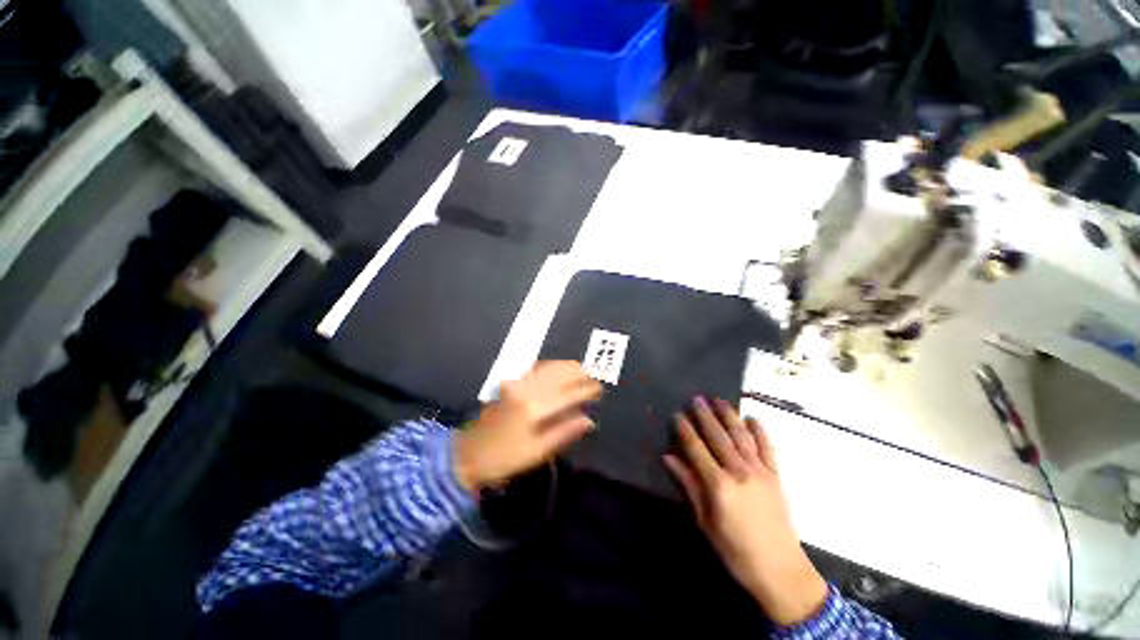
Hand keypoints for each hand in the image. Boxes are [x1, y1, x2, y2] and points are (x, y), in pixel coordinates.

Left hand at [453, 361, 601, 493]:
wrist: (468, 454)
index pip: (568, 394)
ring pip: (546, 368)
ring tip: (581, 368)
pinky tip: (557, 367)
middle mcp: (526, 390)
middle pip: (558, 375)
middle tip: (593, 375)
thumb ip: (564, 433)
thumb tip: (589, 421)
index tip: (599, 389)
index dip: (585, 390)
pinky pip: (534, 369)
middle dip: (578, 373)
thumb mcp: (538, 452)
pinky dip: (549, 366)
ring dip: (565, 366)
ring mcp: (516, 384)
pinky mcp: (509, 384)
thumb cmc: (505, 458)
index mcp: (534, 409)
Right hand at [664, 397, 827, 625]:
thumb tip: (669, 458)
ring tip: (720, 399)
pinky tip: (754, 418)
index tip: (678, 414)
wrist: (781, 571)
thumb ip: (689, 486)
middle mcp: (739, 472)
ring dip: (730, 416)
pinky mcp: (776, 476)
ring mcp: (760, 472)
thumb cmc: (735, 550)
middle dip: (706, 416)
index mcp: (719, 485)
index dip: (686, 430)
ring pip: (742, 436)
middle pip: (719, 437)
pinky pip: (767, 448)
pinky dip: (761, 431)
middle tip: (697, 398)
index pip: (697, 449)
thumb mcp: (705, 522)